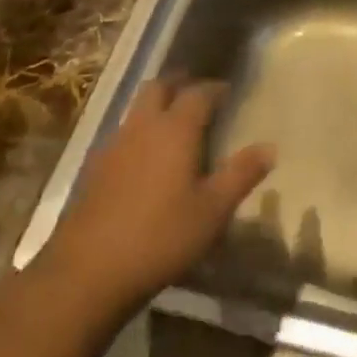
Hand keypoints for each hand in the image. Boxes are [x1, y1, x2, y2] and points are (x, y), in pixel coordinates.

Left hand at [38, 79, 273, 319]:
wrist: (87, 272)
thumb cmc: (160, 237)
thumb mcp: (212, 210)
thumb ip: (241, 174)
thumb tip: (269, 147)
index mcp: (175, 130)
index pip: (198, 93)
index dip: (215, 88)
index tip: (229, 90)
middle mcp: (142, 127)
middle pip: (158, 88)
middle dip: (179, 84)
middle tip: (198, 92)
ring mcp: (113, 146)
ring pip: (136, 110)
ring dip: (156, 106)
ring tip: (175, 123)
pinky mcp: (94, 169)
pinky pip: (122, 134)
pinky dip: (140, 132)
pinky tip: (147, 158)